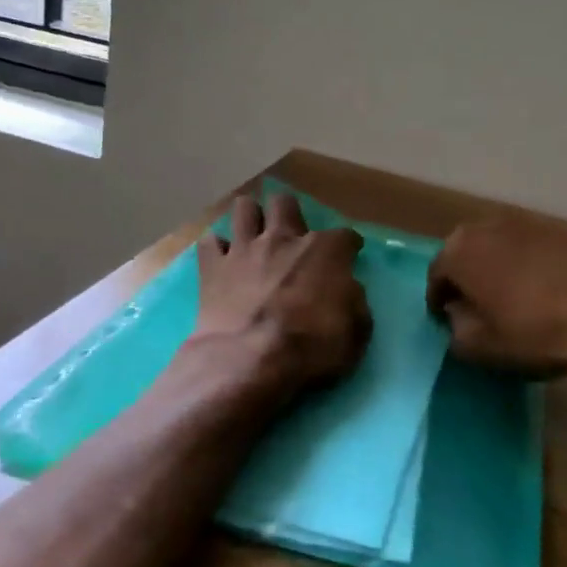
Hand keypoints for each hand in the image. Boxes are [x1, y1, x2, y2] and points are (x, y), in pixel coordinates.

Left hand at [192, 190, 371, 395]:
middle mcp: (283, 239)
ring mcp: (245, 249)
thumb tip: (346, 289)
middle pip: (285, 203)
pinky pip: (211, 243)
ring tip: (253, 236)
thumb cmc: (311, 348)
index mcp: (325, 251)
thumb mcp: (355, 331)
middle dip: (289, 213)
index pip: (345, 235)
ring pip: (244, 208)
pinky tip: (223, 262)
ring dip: (250, 219)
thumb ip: (353, 301)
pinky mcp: (212, 268)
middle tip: (291, 236)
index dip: (349, 246)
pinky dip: (217, 250)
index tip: (350, 255)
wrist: (249, 362)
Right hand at [427, 216, 566, 374]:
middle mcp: (487, 226)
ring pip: (498, 247)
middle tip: (475, 307)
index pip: (436, 276)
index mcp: (459, 250)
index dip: (439, 302)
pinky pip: (529, 248)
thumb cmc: (534, 332)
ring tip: (509, 298)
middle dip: (466, 278)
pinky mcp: (559, 229)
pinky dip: (527, 265)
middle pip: (465, 253)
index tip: (447, 321)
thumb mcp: (480, 347)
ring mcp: (526, 222)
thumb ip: (455, 329)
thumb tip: (458, 315)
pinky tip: (541, 290)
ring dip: (496, 268)